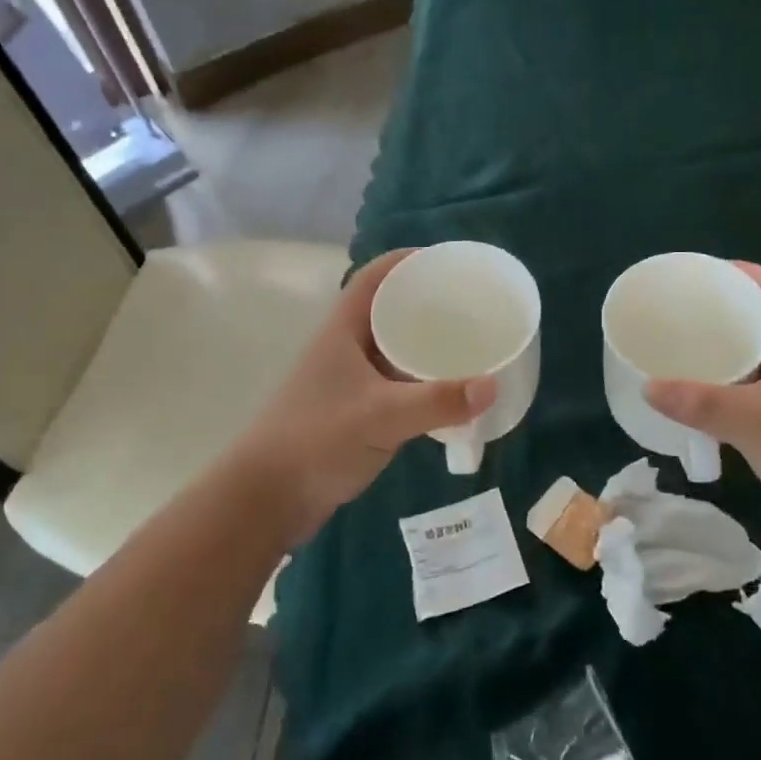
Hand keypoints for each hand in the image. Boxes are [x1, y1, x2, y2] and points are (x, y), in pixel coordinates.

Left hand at [231, 249, 496, 544]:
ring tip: (469, 344)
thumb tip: (493, 386)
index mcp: (343, 330)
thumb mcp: (382, 416)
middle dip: (427, 303)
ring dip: (425, 344)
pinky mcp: (354, 411)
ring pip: (393, 349)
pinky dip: (421, 381)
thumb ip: (437, 402)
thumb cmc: (317, 440)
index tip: (451, 262)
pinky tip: (448, 393)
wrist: (268, 498)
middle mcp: (345, 347)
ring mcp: (348, 381)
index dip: (410, 261)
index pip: (376, 276)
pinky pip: (395, 383)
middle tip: (472, 306)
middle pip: (389, 310)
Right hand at [645, 263, 760, 555]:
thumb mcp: (752, 420)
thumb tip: (648, 387)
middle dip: (729, 311)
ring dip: (732, 352)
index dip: (745, 273)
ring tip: (689, 350)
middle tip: (685, 312)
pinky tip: (709, 401)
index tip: (706, 272)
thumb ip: (699, 403)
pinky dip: (735, 388)